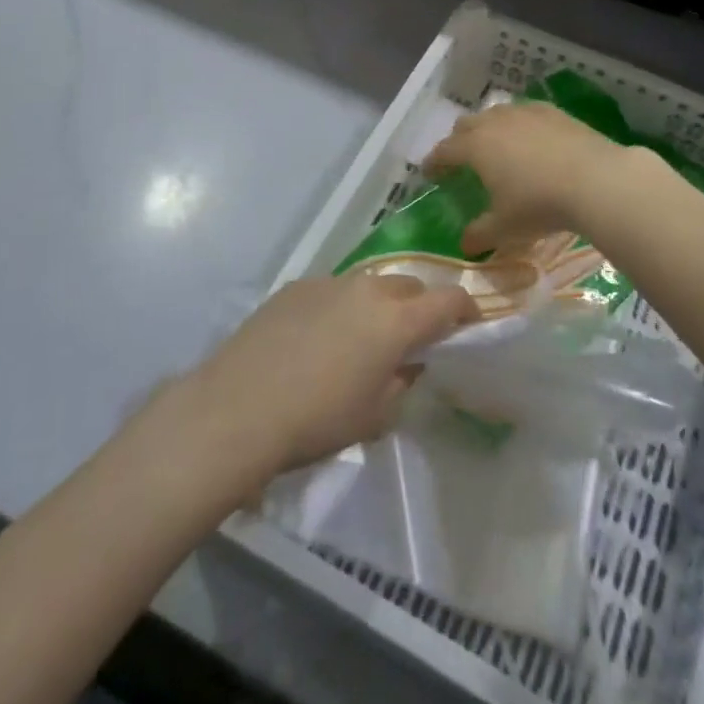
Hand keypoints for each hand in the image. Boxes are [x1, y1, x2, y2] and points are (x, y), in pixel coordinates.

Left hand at [178, 274, 474, 477]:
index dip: (465, 311)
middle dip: (419, 308)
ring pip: (369, 285)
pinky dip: (339, 308)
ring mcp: (329, 282)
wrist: (237, 408)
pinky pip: (332, 291)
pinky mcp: (296, 287)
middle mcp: (368, 288)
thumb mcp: (374, 415)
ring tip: (360, 340)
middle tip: (410, 340)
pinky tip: (316, 340)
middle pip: (409, 286)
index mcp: (397, 319)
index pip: (448, 300)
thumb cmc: (317, 421)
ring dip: (377, 306)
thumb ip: (401, 382)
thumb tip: (407, 364)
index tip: (466, 326)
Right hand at [425, 101, 632, 255]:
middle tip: (461, 159)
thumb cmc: (540, 204)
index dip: (434, 161)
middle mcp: (495, 122)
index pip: (444, 150)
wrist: (595, 179)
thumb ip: (480, 234)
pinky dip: (518, 124)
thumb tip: (465, 245)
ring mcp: (525, 113)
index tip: (429, 172)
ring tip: (496, 146)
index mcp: (476, 147)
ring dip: (488, 127)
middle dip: (458, 140)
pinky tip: (530, 138)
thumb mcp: (505, 227)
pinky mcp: (553, 111)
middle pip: (466, 124)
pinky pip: (525, 112)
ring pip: (495, 113)